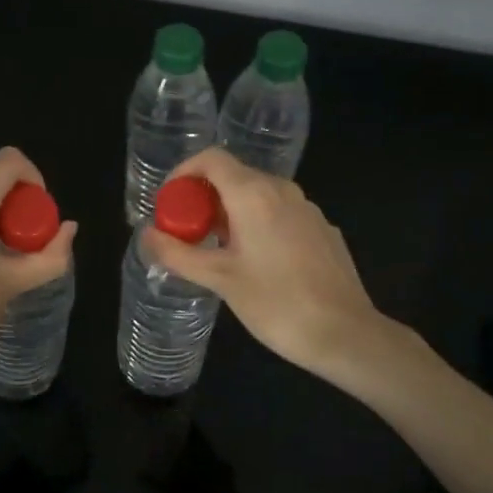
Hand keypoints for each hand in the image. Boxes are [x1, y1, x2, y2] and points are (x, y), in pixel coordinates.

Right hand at [140, 149, 390, 381]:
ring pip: (258, 195)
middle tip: (187, 233)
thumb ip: (178, 253)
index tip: (170, 203)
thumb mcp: (220, 279)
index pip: (211, 158)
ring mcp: (307, 209)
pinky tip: (257, 264)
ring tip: (217, 251)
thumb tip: (145, 234)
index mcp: (254, 193)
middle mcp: (282, 190)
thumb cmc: (277, 303)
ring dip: (230, 213)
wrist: (346, 334)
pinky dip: (258, 225)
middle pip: (233, 176)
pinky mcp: (322, 230)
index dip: (184, 173)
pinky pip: (280, 214)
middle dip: (204, 198)